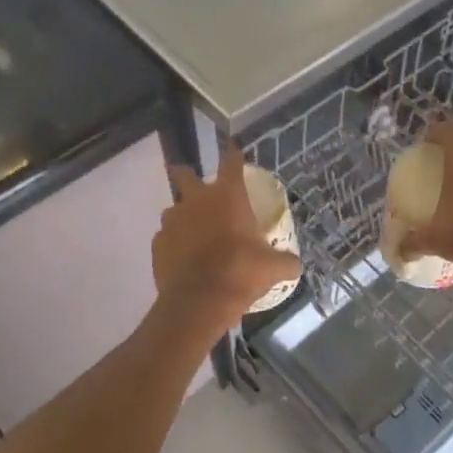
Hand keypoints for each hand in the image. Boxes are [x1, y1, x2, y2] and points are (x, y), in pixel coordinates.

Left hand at [154, 147, 300, 336]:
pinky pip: (166, 237)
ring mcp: (172, 221)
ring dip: (183, 216)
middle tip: (196, 186)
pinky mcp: (157, 244)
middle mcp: (196, 200)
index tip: (234, 151)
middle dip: (187, 175)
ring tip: (194, 232)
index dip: (233, 155)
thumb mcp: (273, 268)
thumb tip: (295, 265)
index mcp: (227, 196)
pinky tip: (184, 258)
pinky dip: (174, 243)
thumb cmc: (241, 272)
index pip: (231, 163)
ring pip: (173, 209)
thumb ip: (285, 261)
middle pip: (184, 174)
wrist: (199, 301)